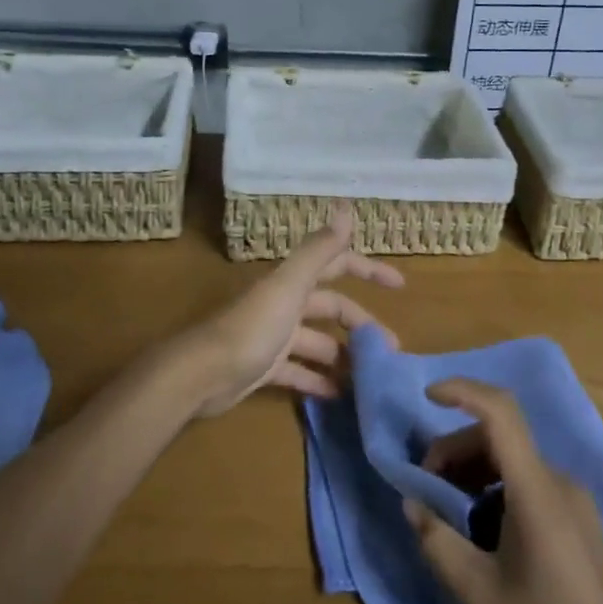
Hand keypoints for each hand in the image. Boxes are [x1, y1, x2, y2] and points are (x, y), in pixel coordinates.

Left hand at [181, 206, 404, 417]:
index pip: (337, 265)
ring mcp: (274, 337)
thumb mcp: (290, 286)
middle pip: (331, 308)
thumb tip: (346, 207)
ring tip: (371, 378)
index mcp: (292, 282)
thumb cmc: (251, 328)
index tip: (400, 285)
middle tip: (391, 350)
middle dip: (361, 325)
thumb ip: (319, 250)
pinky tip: (339, 396)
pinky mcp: (264, 368)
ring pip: (318, 343)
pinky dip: (319, 381)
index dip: (367, 270)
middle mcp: (285, 304)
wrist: (202, 374)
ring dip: (344, 356)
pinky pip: (299, 372)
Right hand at [404, 379, 602, 603]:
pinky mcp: (578, 524)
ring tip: (446, 513)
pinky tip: (478, 530)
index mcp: (539, 493)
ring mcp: (574, 504)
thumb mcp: (480, 595)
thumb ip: (439, 541)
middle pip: (500, 437)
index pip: (501, 414)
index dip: (463, 391)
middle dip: (454, 449)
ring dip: (472, 471)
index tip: (426, 396)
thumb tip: (411, 503)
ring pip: (513, 461)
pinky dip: (494, 489)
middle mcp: (561, 485)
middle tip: (424, 490)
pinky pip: (528, 484)